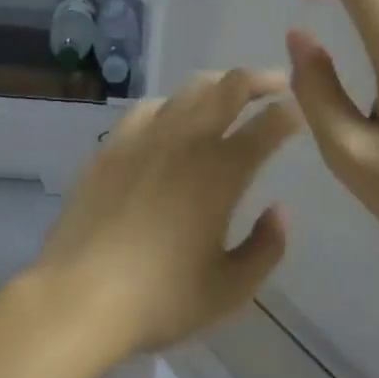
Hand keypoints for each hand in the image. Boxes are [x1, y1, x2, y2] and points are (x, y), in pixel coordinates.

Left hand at [29, 69, 299, 362]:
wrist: (79, 295)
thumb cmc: (160, 298)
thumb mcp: (229, 289)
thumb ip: (266, 247)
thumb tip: (280, 210)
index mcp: (222, 171)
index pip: (266, 126)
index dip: (288, 114)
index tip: (299, 111)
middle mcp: (187, 140)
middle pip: (229, 88)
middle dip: (259, 79)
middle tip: (276, 82)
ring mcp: (145, 136)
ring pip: (189, 89)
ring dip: (218, 83)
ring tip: (229, 90)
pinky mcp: (113, 144)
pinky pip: (149, 107)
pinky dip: (172, 102)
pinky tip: (173, 113)